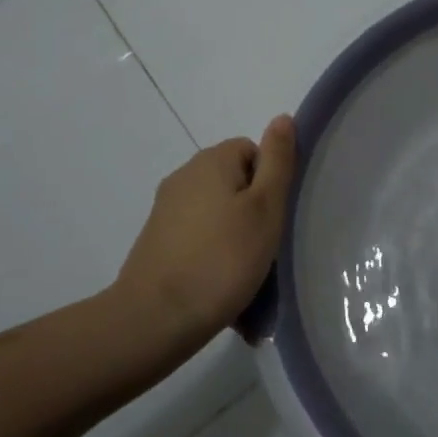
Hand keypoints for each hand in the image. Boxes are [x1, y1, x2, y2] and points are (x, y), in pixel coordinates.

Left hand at [115, 115, 297, 342]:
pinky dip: (214, 259)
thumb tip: (282, 118)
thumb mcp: (265, 207)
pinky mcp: (157, 243)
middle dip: (254, 214)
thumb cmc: (223, 258)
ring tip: (247, 279)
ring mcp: (166, 211)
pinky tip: (223, 292)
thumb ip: (277, 160)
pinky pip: (199, 242)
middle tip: (266, 250)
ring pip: (218, 216)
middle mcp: (184, 177)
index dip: (270, 182)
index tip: (275, 218)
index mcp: (211, 161)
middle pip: (235, 184)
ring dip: (236, 241)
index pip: (253, 151)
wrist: (155, 318)